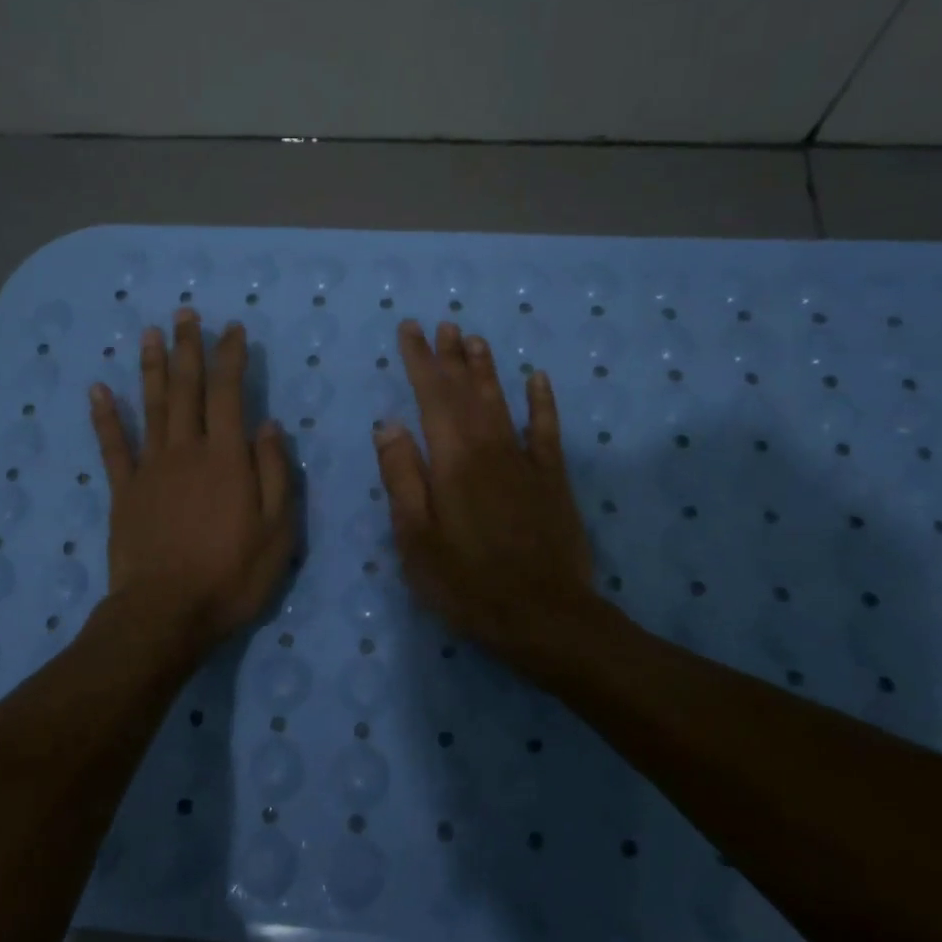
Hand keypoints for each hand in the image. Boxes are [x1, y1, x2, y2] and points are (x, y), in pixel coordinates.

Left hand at [90, 308, 293, 657]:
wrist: (166, 613)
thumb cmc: (231, 575)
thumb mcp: (277, 530)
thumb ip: (274, 473)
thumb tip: (267, 424)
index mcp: (226, 458)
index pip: (230, 393)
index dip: (231, 357)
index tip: (233, 329)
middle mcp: (186, 450)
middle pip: (186, 389)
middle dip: (188, 348)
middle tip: (186, 313)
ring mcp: (150, 468)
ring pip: (150, 406)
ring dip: (151, 367)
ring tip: (150, 333)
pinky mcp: (123, 491)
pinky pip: (113, 446)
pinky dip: (105, 416)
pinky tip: (98, 389)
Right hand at [374, 319, 593, 661]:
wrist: (543, 616)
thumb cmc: (466, 583)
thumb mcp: (415, 537)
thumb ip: (402, 476)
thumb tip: (389, 424)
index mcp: (452, 460)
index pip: (431, 396)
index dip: (419, 360)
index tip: (409, 329)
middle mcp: (489, 448)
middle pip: (466, 391)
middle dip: (450, 356)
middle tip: (441, 324)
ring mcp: (525, 461)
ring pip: (502, 401)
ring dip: (486, 369)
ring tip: (474, 339)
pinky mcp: (552, 479)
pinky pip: (546, 430)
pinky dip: (541, 401)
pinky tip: (537, 378)